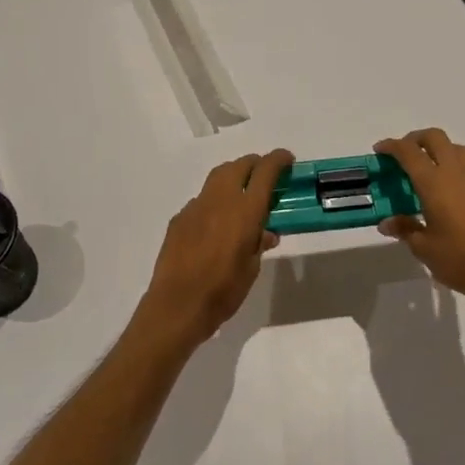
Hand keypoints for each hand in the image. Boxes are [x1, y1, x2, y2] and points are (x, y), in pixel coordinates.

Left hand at [136, 149, 291, 349]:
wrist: (177, 305)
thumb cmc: (223, 291)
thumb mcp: (251, 269)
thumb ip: (258, 244)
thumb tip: (265, 233)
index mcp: (244, 212)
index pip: (264, 172)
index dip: (278, 160)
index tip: (287, 159)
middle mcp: (219, 201)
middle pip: (238, 165)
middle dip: (254, 163)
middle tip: (265, 173)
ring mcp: (195, 207)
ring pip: (217, 178)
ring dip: (233, 177)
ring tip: (242, 192)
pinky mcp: (179, 219)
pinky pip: (201, 200)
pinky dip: (214, 201)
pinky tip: (216, 222)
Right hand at [374, 129, 464, 317]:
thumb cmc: (461, 261)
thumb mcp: (423, 248)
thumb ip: (405, 228)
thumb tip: (387, 223)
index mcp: (434, 184)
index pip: (409, 152)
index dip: (391, 146)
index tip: (380, 150)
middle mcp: (458, 173)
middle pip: (435, 138)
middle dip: (416, 139)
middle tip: (404, 154)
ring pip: (458, 149)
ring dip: (440, 151)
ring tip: (430, 171)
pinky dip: (459, 171)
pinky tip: (455, 195)